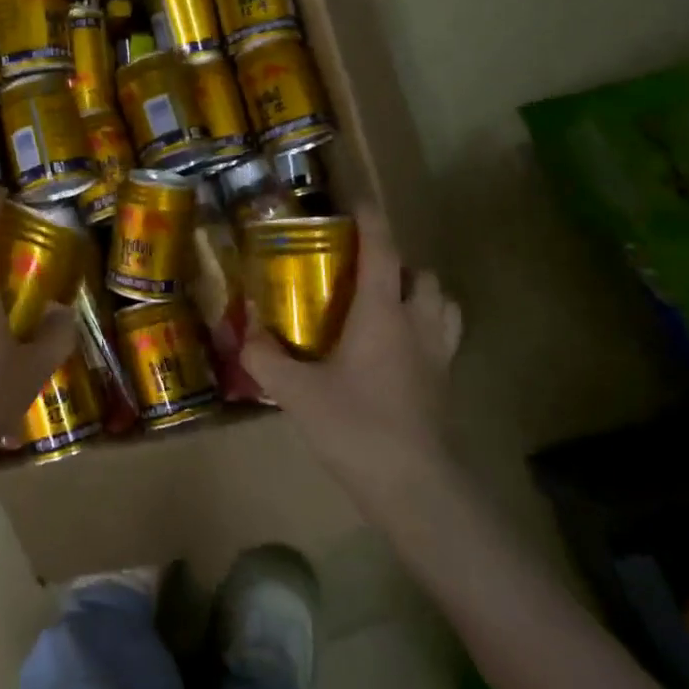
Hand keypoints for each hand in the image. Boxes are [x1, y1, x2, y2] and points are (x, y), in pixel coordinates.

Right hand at [243, 209, 463, 492]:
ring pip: (443, 305)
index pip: (383, 251)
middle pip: (421, 275)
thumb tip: (243, 331)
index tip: (357, 200)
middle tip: (362, 272)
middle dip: (398, 263)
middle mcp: (417, 325)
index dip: (371, 220)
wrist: (414, 489)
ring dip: (420, 294)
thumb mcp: (296, 391)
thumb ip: (264, 357)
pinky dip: (427, 328)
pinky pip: (443, 339)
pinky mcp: (444, 385)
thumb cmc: (355, 427)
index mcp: (383, 314)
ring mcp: (438, 357)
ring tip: (387, 304)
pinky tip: (398, 349)